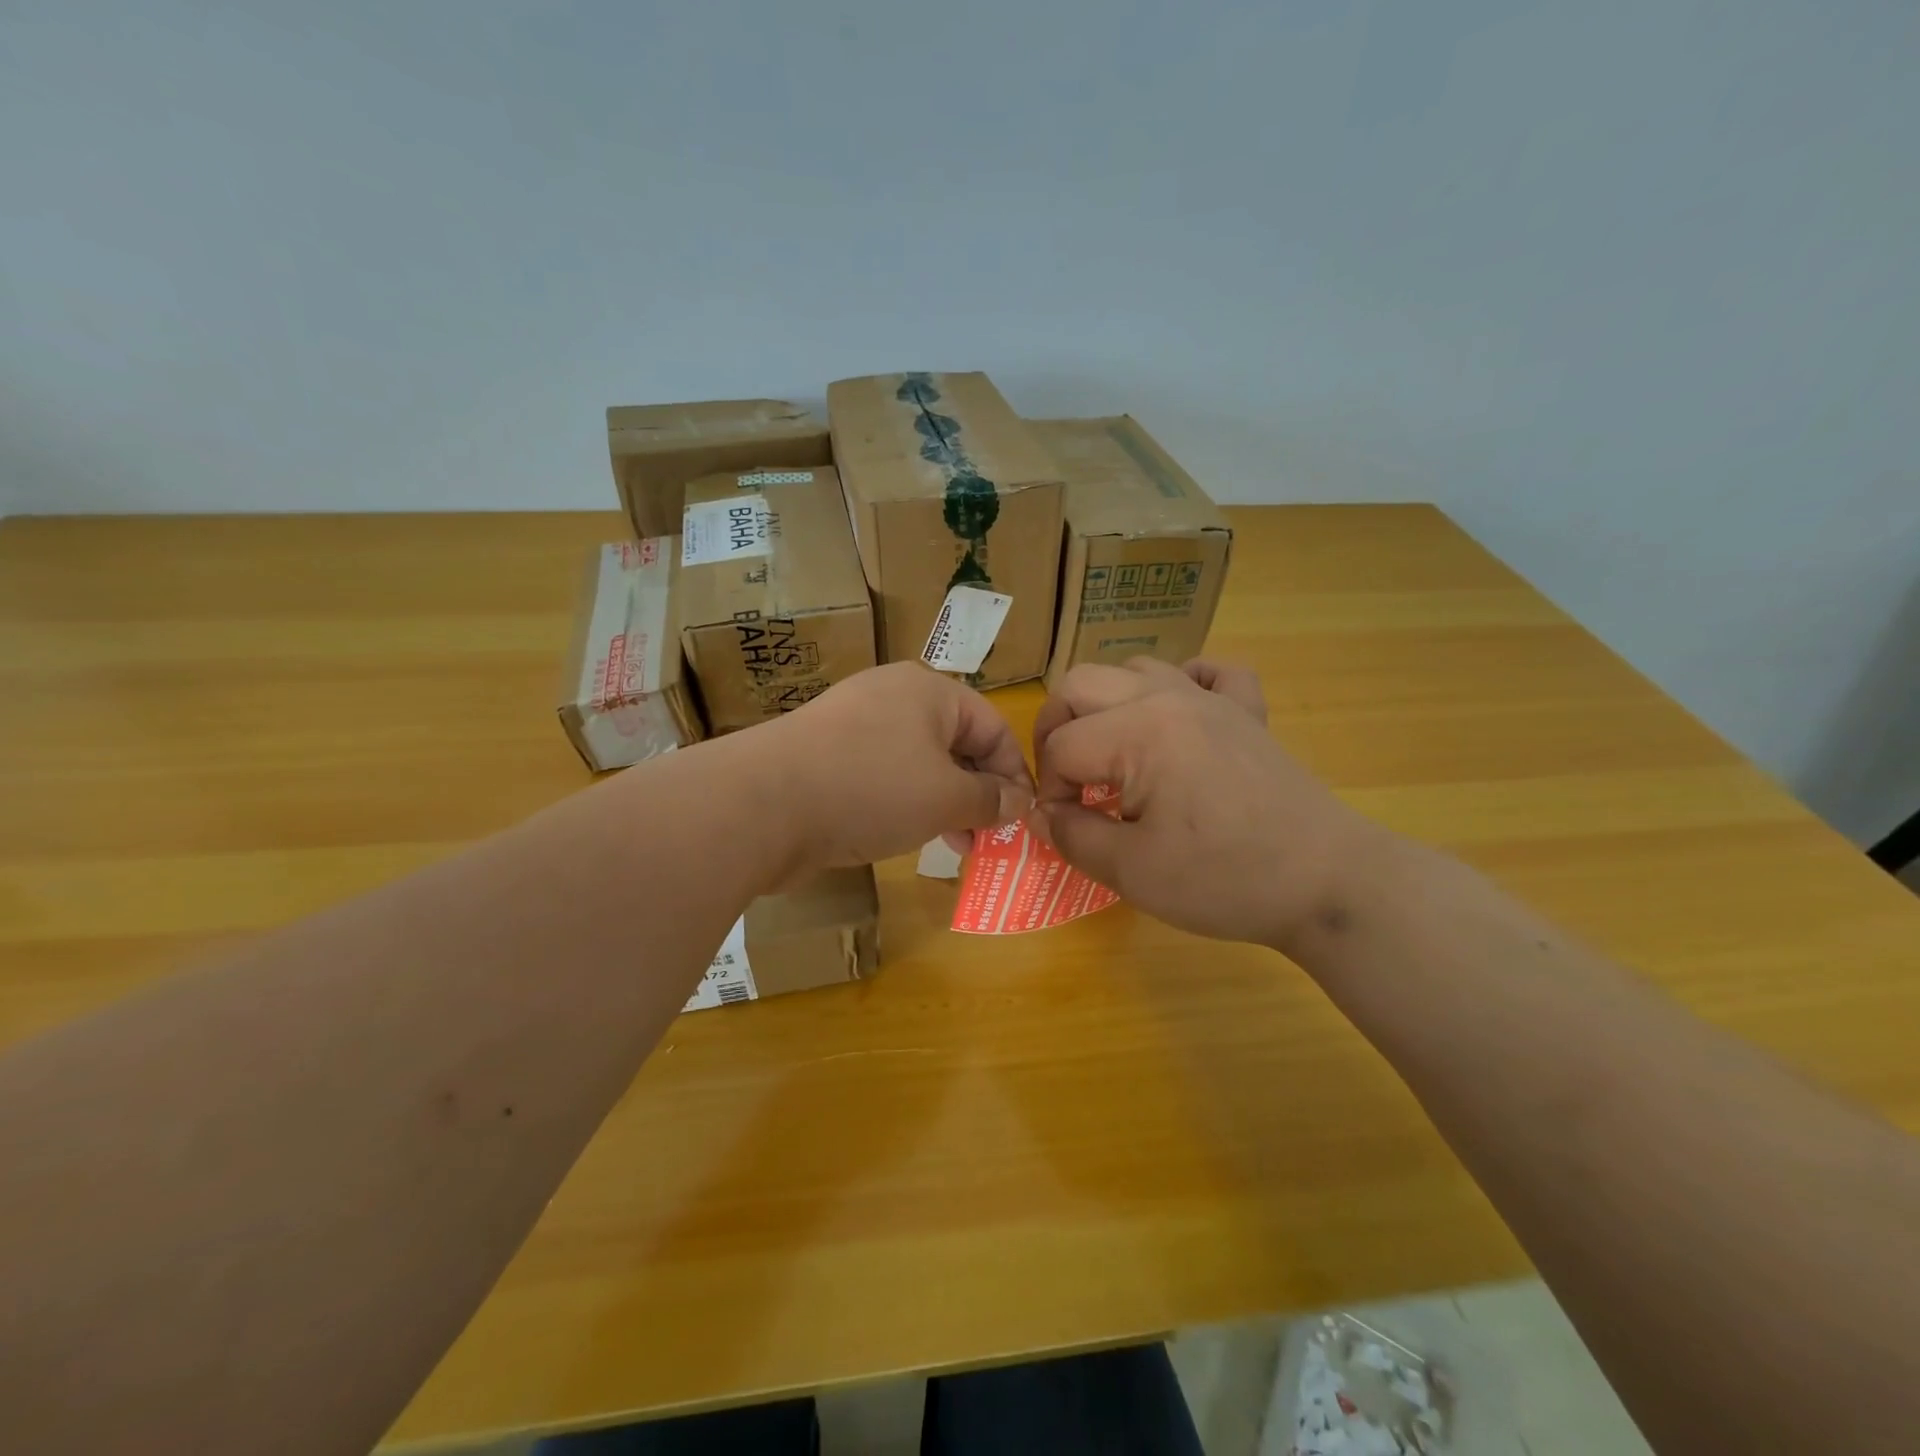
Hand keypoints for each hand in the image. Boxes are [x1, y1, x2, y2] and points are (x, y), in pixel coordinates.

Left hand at [756, 662, 1033, 872]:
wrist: (762, 804)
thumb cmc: (870, 789)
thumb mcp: (945, 797)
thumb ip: (989, 799)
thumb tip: (1018, 802)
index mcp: (928, 690)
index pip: (993, 726)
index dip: (1014, 774)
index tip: (1021, 819)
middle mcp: (892, 696)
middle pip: (955, 742)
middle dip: (978, 792)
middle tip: (987, 837)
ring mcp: (853, 724)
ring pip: (918, 762)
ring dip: (944, 803)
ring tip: (953, 844)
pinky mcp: (825, 755)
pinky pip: (881, 775)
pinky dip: (903, 803)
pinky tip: (906, 835)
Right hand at [1031, 658, 1389, 949]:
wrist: (1328, 883)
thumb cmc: (1225, 880)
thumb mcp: (1132, 872)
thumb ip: (1073, 836)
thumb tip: (1043, 815)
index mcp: (1139, 732)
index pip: (1061, 747)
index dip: (1050, 791)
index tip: (1065, 827)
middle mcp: (1169, 697)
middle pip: (1080, 684)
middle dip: (1056, 730)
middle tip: (1068, 781)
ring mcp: (1213, 699)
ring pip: (1134, 668)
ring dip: (1107, 705)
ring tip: (1113, 754)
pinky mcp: (1247, 712)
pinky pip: (1209, 671)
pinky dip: (1182, 684)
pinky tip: (1177, 718)